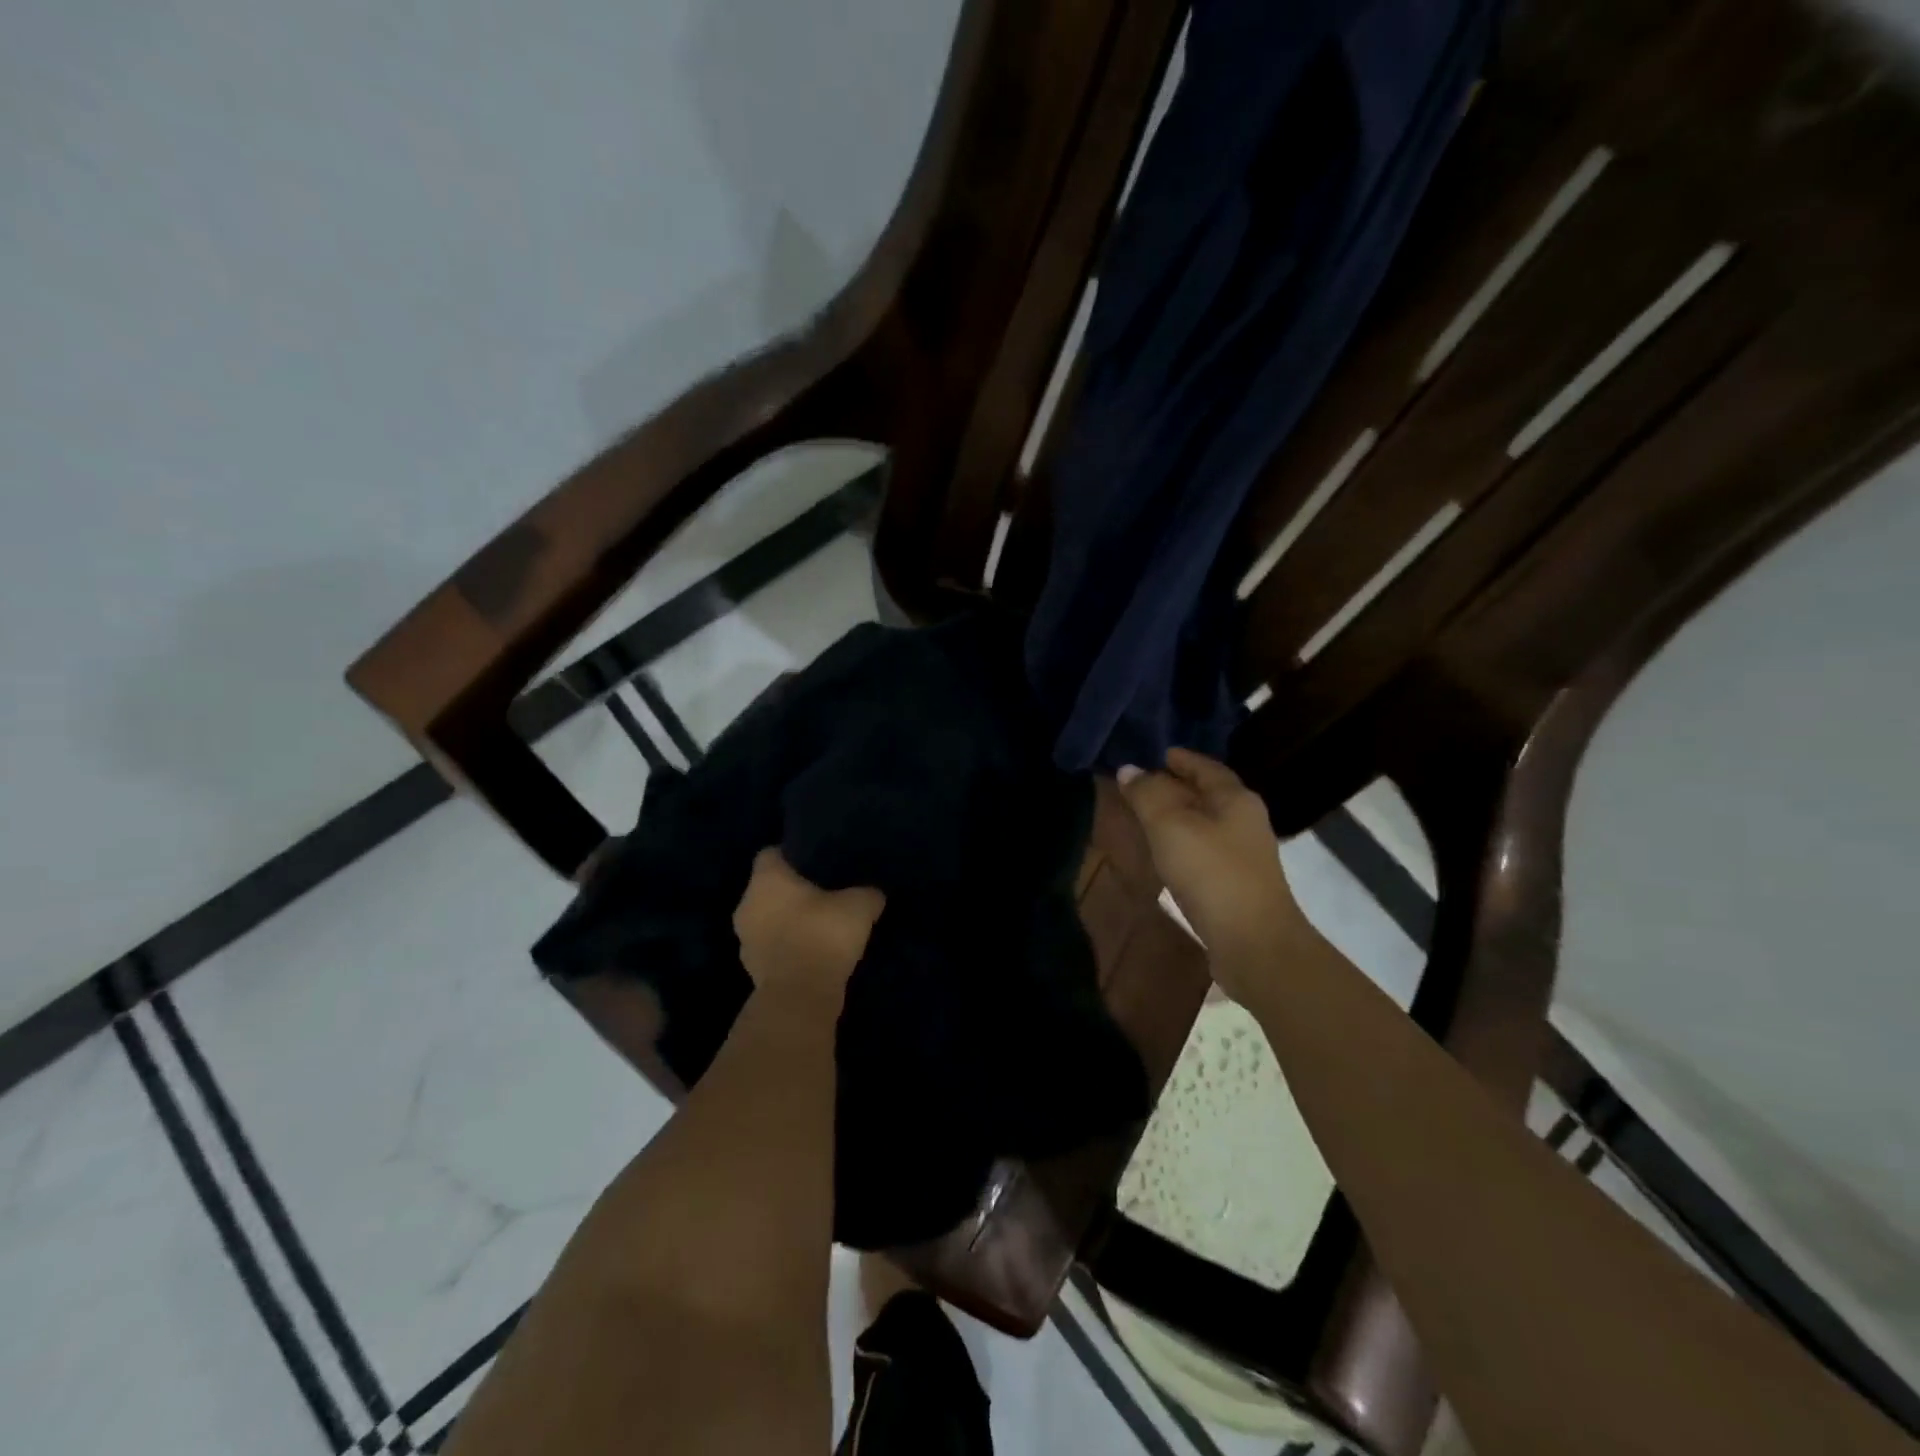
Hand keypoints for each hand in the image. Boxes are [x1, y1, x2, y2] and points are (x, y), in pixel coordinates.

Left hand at [732, 848, 884, 1004]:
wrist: (800, 996)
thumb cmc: (823, 935)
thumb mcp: (860, 906)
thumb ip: (867, 892)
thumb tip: (873, 893)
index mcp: (766, 879)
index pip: (770, 853)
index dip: (792, 855)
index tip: (815, 863)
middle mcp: (747, 904)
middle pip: (767, 889)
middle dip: (791, 891)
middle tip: (823, 894)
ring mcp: (745, 940)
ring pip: (767, 920)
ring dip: (787, 922)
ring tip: (819, 926)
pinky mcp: (752, 970)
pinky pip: (771, 948)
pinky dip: (787, 948)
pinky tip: (813, 953)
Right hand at [1118, 749, 1301, 993]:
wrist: (1253, 943)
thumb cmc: (1211, 873)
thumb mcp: (1170, 825)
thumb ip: (1147, 794)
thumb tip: (1129, 769)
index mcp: (1236, 799)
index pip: (1206, 767)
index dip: (1181, 758)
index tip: (1156, 754)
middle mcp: (1245, 821)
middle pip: (1207, 794)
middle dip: (1176, 787)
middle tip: (1140, 784)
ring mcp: (1243, 855)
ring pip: (1205, 824)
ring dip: (1177, 817)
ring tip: (1144, 816)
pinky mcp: (1235, 884)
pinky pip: (1203, 850)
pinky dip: (1181, 843)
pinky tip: (1163, 853)